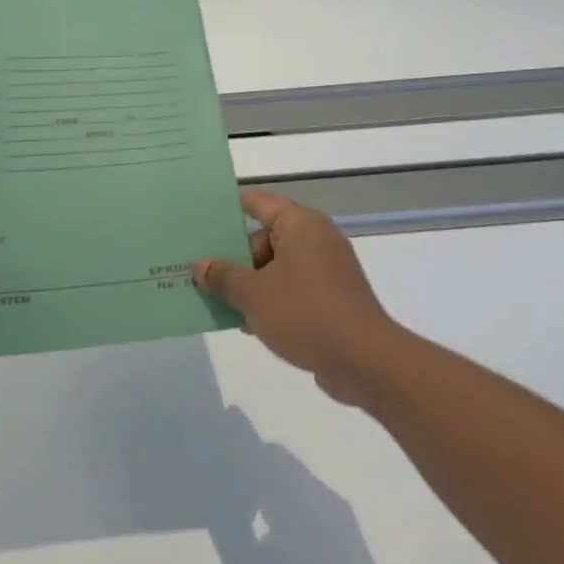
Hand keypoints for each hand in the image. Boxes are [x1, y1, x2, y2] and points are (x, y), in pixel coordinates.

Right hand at [193, 189, 397, 404]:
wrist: (364, 361)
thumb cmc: (305, 313)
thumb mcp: (253, 294)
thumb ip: (224, 277)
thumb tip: (201, 266)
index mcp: (301, 226)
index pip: (260, 203)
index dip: (232, 205)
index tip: (204, 210)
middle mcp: (316, 241)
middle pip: (265, 239)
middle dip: (233, 257)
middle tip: (200, 270)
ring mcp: (325, 272)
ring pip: (275, 269)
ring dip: (248, 284)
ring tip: (214, 299)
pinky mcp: (330, 301)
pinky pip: (290, 292)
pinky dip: (268, 302)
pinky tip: (244, 324)